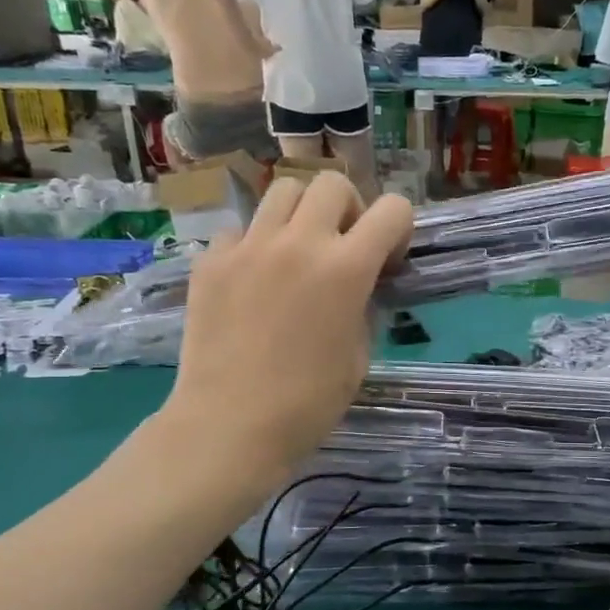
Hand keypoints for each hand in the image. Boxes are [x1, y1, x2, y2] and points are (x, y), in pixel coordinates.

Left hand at [162, 172, 413, 481]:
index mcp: (346, 268)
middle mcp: (299, 243)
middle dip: (348, 209)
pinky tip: (253, 282)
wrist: (230, 425)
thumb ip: (362, 305)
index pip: (393, 209)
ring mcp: (249, 247)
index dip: (398, 228)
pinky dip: (255, 246)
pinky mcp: (211, 262)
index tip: (388, 259)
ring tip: (296, 253)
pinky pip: (240, 231)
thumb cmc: (309, 402)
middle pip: (332, 183)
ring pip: (282, 191)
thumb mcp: (359, 354)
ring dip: (300, 215)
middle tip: (342, 247)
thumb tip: (355, 286)